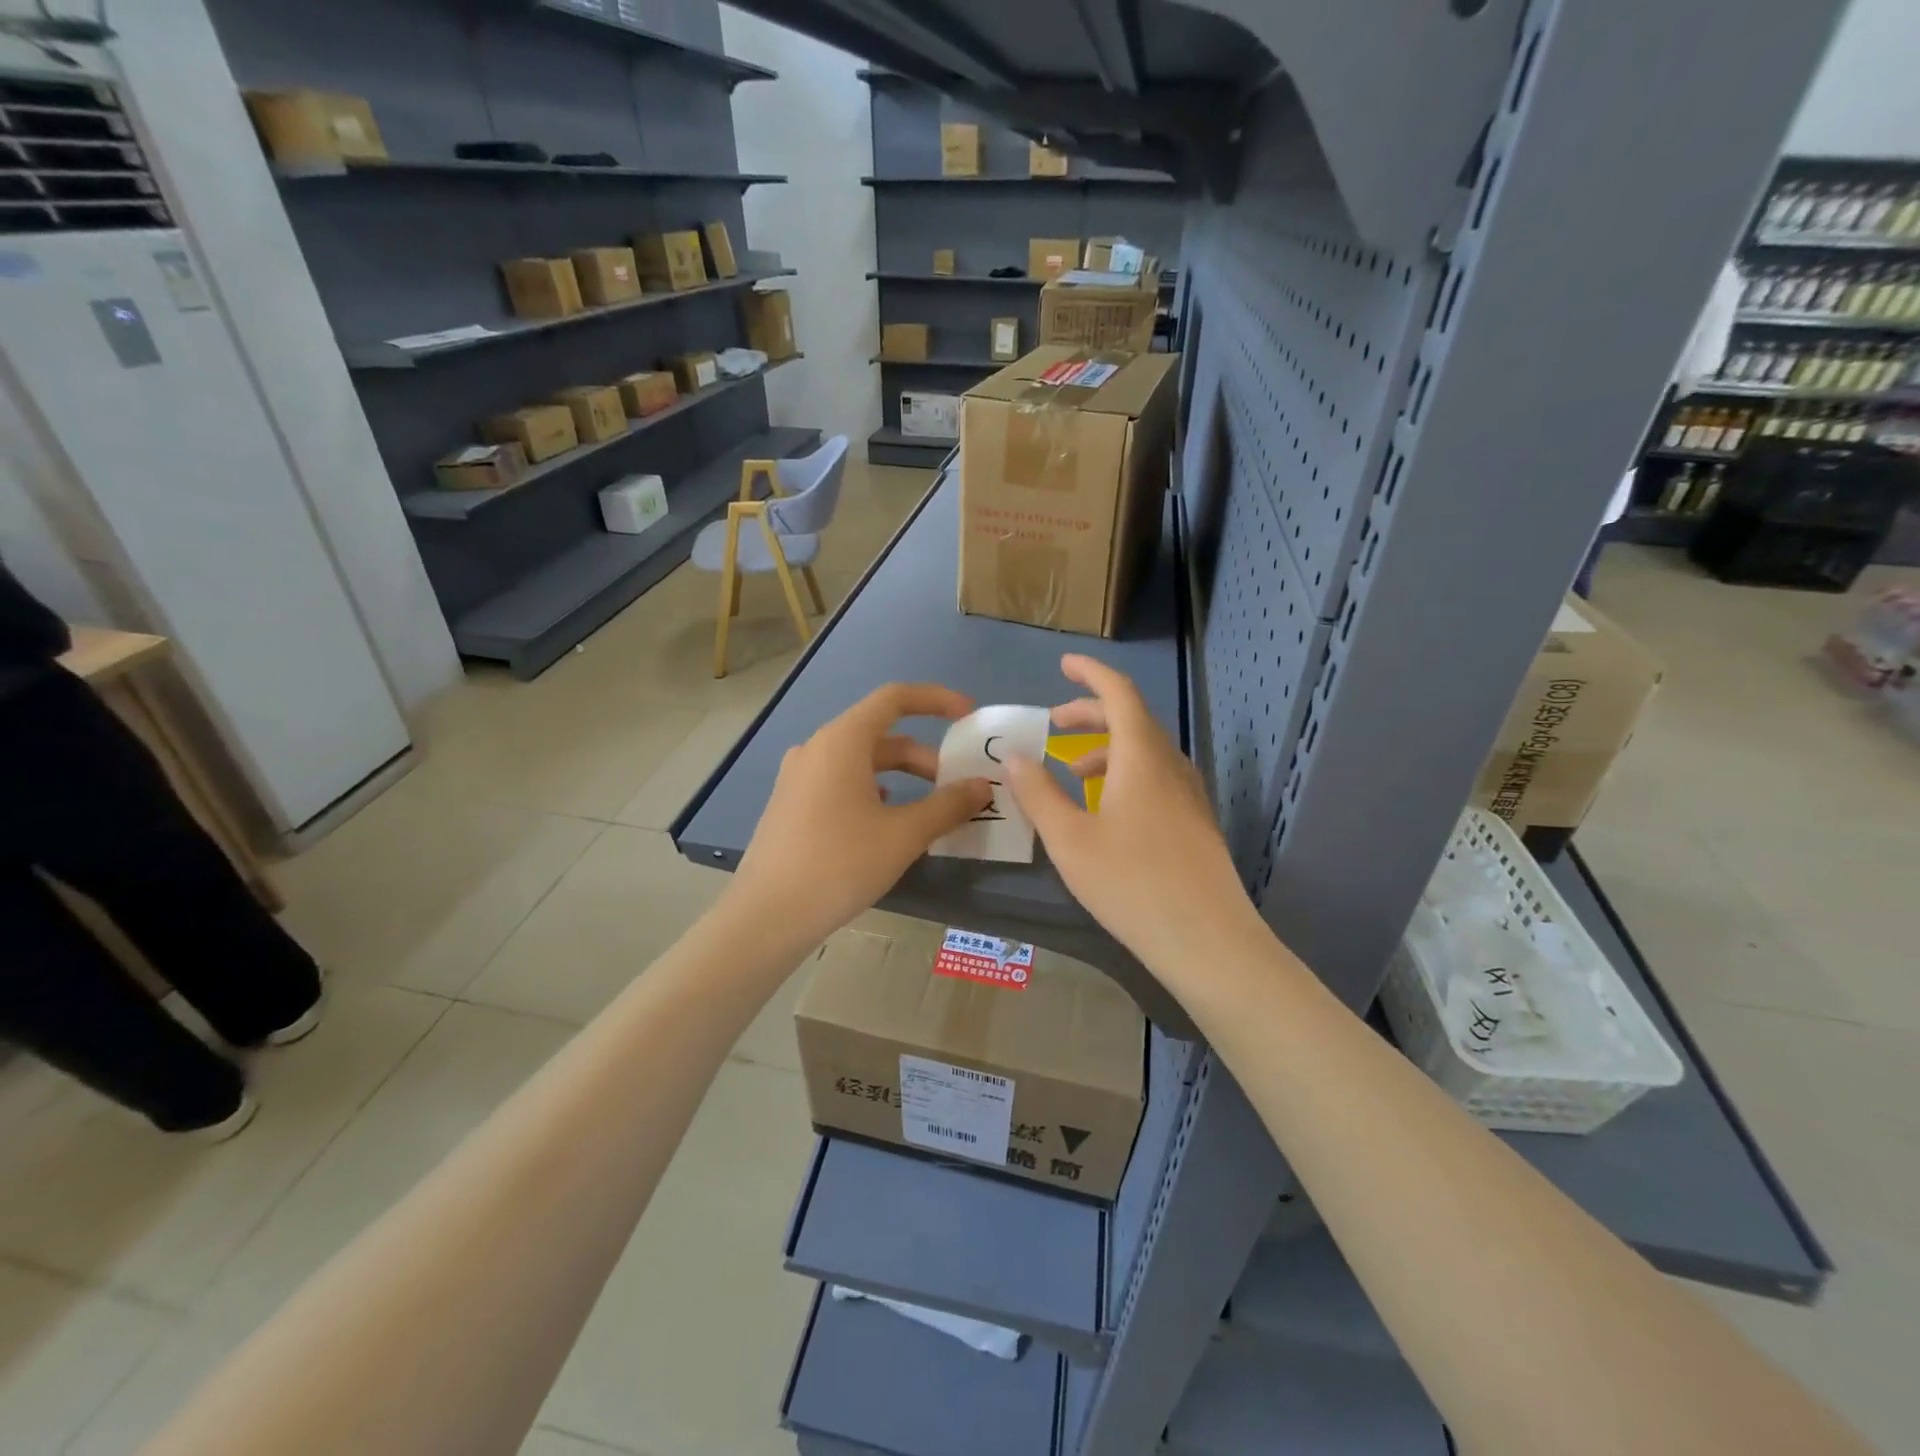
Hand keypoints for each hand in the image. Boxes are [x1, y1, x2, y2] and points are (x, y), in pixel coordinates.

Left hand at [730, 683, 991, 949]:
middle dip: (925, 756)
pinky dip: (874, 791)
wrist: (767, 916)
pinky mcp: (792, 804)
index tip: (968, 716)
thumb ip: (948, 806)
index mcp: (842, 741)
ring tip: (930, 808)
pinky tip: (886, 821)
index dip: (935, 700)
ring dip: (901, 776)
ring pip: (861, 762)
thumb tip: (982, 787)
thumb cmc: (839, 864)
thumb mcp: (904, 835)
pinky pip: (841, 782)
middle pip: (880, 735)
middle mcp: (817, 749)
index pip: (894, 699)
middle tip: (957, 787)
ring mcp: (799, 777)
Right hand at [1005, 655, 1256, 974]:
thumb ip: (1038, 793)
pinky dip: (1125, 774)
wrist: (1207, 940)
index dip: (1091, 673)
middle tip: (1054, 723)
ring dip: (1106, 748)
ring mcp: (1189, 793)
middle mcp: (1171, 764)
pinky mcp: (1195, 821)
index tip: (1064, 664)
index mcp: (1141, 757)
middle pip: (1132, 719)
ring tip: (1072, 772)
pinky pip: (1156, 777)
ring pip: (1145, 751)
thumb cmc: (1131, 884)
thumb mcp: (1069, 839)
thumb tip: (1014, 756)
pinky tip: (1106, 810)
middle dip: (1090, 713)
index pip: (1119, 693)